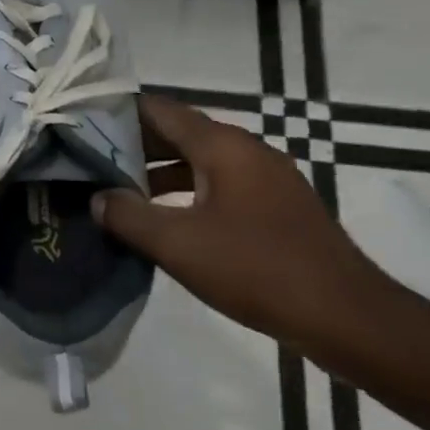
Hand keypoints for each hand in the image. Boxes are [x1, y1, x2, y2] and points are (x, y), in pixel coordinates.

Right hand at [95, 94, 390, 352]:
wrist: (350, 320)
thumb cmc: (258, 269)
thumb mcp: (178, 244)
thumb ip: (128, 216)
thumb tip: (97, 198)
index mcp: (223, 146)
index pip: (158, 109)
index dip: (116, 112)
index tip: (79, 123)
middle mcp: (246, 150)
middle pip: (178, 132)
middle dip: (132, 143)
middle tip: (88, 158)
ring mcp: (266, 179)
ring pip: (197, 160)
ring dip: (157, 171)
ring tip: (116, 189)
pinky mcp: (276, 207)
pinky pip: (218, 184)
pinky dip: (185, 190)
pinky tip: (162, 218)